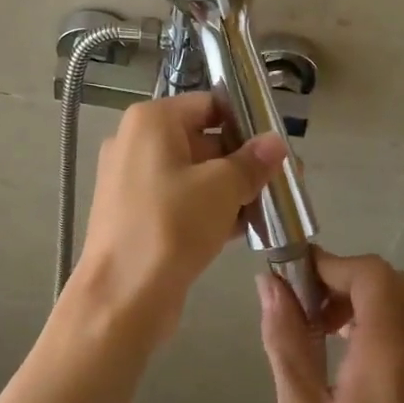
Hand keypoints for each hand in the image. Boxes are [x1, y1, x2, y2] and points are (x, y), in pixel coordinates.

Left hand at [71, 92, 286, 338]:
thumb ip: (252, 162)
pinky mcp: (137, 213)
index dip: (245, 121)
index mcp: (151, 121)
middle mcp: (137, 142)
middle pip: (202, 138)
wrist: (122, 297)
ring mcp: (133, 180)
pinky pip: (181, 199)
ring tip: (271, 205)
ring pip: (193, 173)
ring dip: (230, 187)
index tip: (276, 145)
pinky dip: (210, 208)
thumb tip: (276, 141)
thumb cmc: (171, 226)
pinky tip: (245, 227)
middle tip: (282, 179)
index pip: (208, 104)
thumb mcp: (221, 188)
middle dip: (242, 160)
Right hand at [258, 250, 403, 402]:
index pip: (371, 273)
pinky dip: (379, 323)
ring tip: (319, 333)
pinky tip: (346, 361)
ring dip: (361, 300)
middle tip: (304, 308)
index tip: (292, 282)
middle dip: (344, 280)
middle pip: (390, 281)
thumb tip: (269, 283)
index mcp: (391, 354)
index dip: (330, 265)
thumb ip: (286, 341)